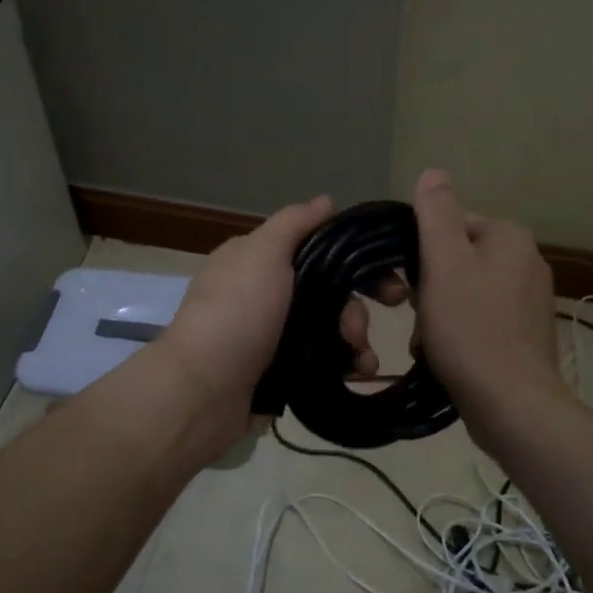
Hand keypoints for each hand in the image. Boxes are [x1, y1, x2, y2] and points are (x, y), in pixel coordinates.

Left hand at [160, 196, 384, 409]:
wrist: (203, 391)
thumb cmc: (236, 312)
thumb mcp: (263, 253)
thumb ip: (295, 224)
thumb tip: (326, 201)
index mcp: (258, 260)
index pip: (317, 248)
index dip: (355, 260)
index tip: (389, 277)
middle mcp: (265, 294)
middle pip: (329, 291)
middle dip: (356, 306)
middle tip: (376, 322)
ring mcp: (272, 335)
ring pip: (329, 328)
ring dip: (355, 338)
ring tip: (361, 357)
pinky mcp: (280, 371)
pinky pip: (322, 360)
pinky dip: (343, 363)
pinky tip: (357, 372)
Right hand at [408, 169, 566, 440]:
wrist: (512, 404)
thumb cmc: (470, 328)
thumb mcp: (443, 263)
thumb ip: (435, 214)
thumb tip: (433, 172)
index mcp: (509, 236)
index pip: (450, 224)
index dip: (421, 253)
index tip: (408, 285)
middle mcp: (527, 260)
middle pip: (457, 259)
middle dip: (430, 287)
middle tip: (417, 316)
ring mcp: (531, 299)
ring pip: (466, 291)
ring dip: (439, 312)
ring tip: (429, 342)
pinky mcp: (527, 332)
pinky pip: (481, 318)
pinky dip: (461, 332)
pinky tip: (448, 355)